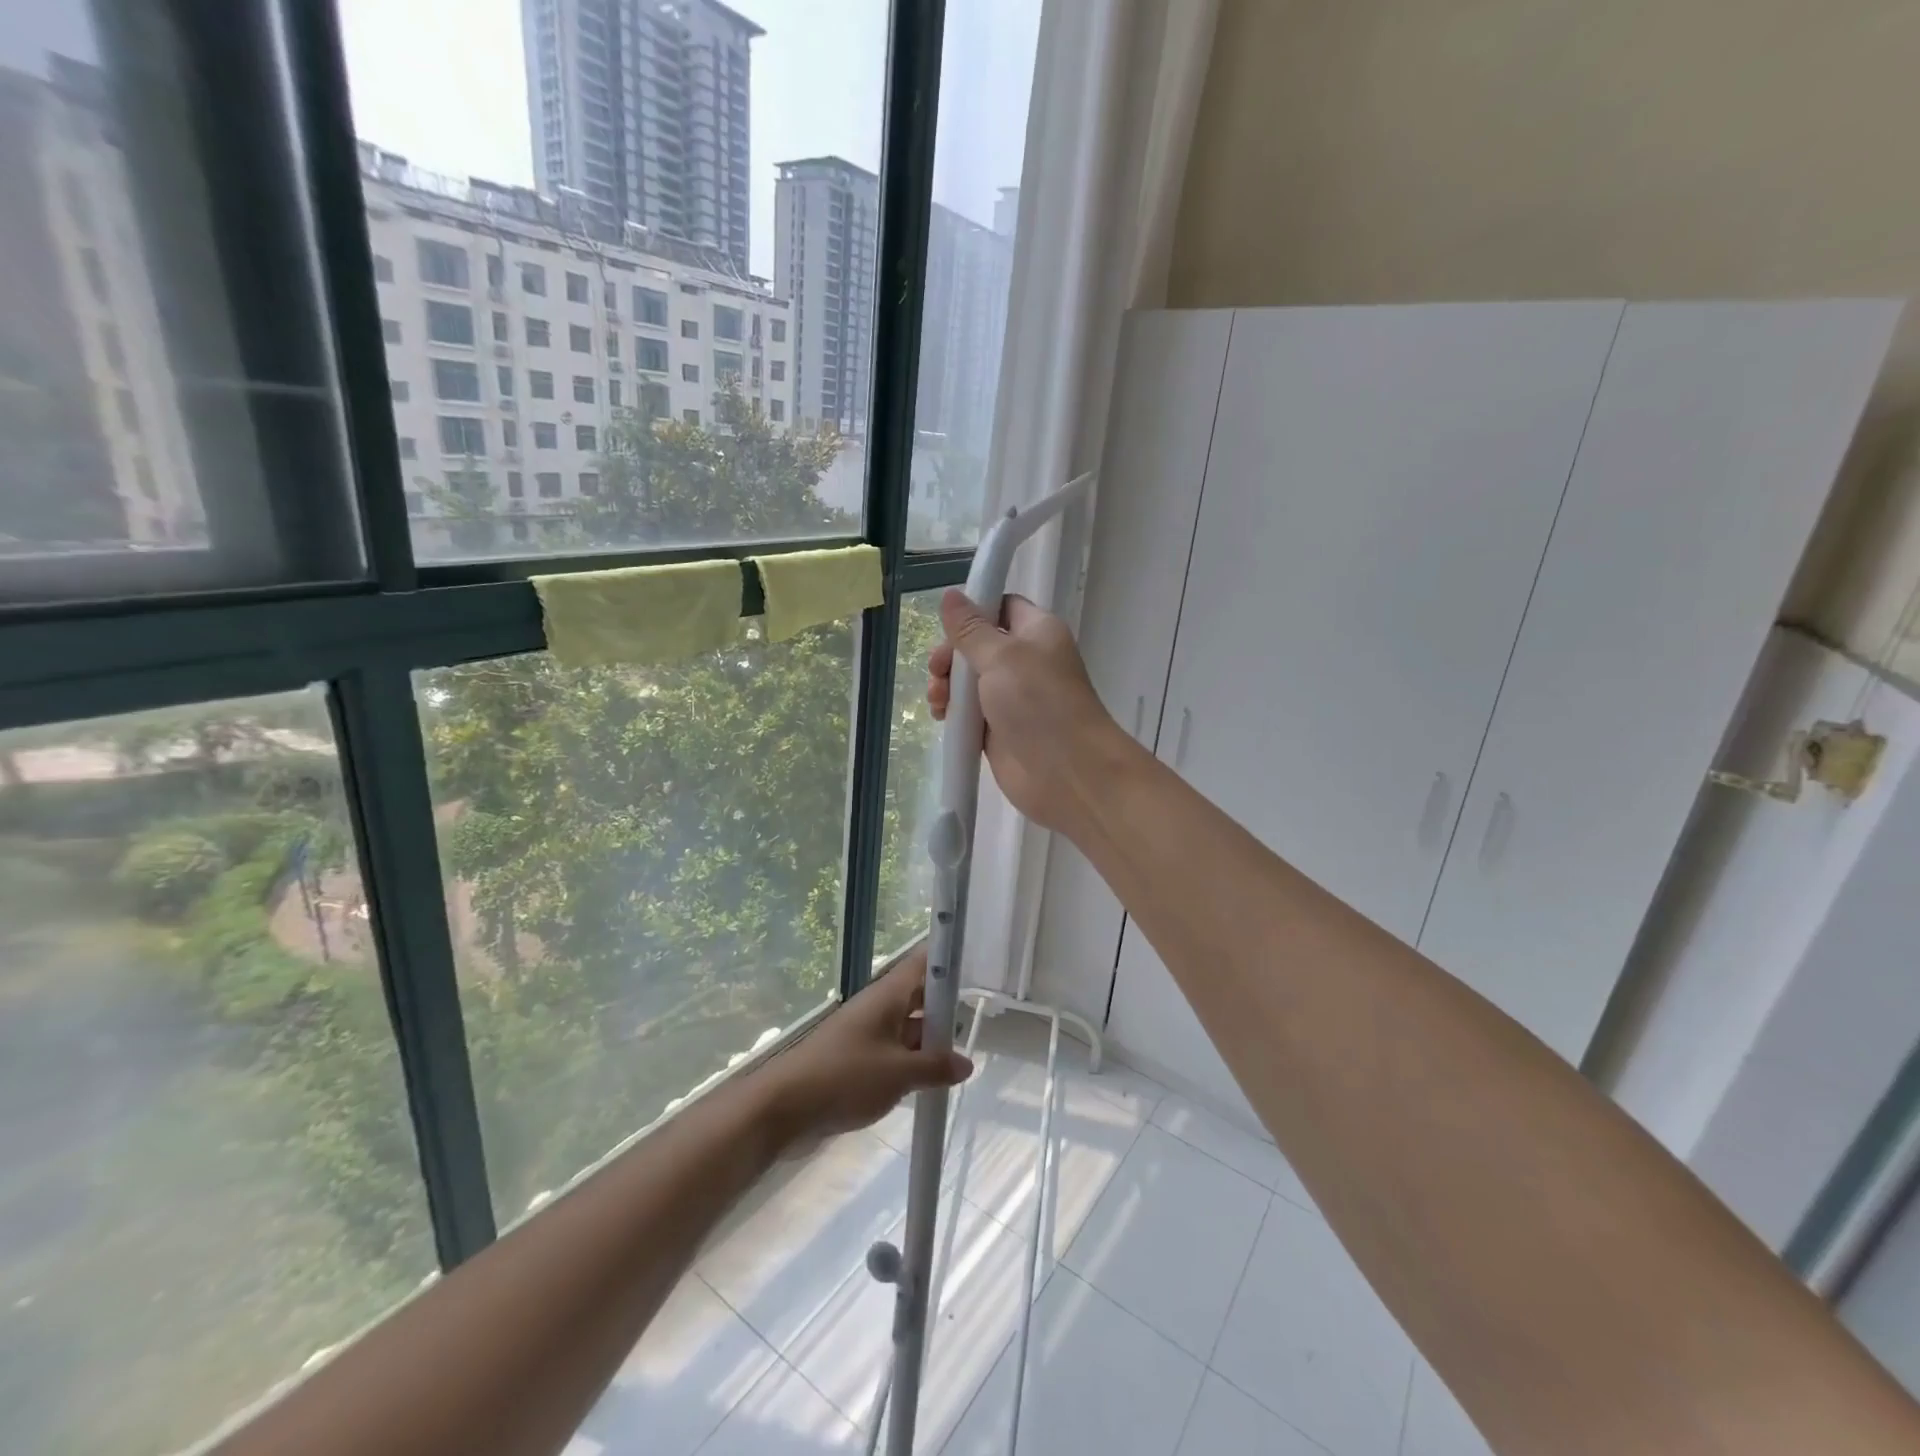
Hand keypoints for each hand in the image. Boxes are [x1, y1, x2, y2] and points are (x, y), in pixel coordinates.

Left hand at [753, 947, 971, 1154]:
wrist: (785, 1107)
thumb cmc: (845, 1077)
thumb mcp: (898, 1074)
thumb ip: (935, 1067)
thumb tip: (965, 1063)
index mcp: (888, 995)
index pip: (923, 963)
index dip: (948, 958)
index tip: (976, 963)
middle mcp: (879, 1007)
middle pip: (919, 996)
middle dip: (946, 1008)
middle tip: (979, 1021)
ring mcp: (867, 1033)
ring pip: (908, 1027)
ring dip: (931, 1041)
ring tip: (962, 1060)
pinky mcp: (858, 1059)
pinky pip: (894, 1052)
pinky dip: (913, 1062)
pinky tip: (931, 1083)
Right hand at [928, 588, 1128, 832]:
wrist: (1067, 772)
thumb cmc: (1039, 702)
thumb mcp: (1001, 656)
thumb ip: (971, 629)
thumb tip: (951, 594)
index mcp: (1037, 632)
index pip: (1001, 607)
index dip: (973, 612)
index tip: (946, 627)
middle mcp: (1026, 661)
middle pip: (978, 645)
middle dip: (951, 655)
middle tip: (937, 671)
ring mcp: (1013, 698)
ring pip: (970, 681)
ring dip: (947, 685)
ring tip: (938, 701)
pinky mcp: (1000, 730)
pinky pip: (970, 713)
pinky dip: (953, 712)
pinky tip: (941, 717)